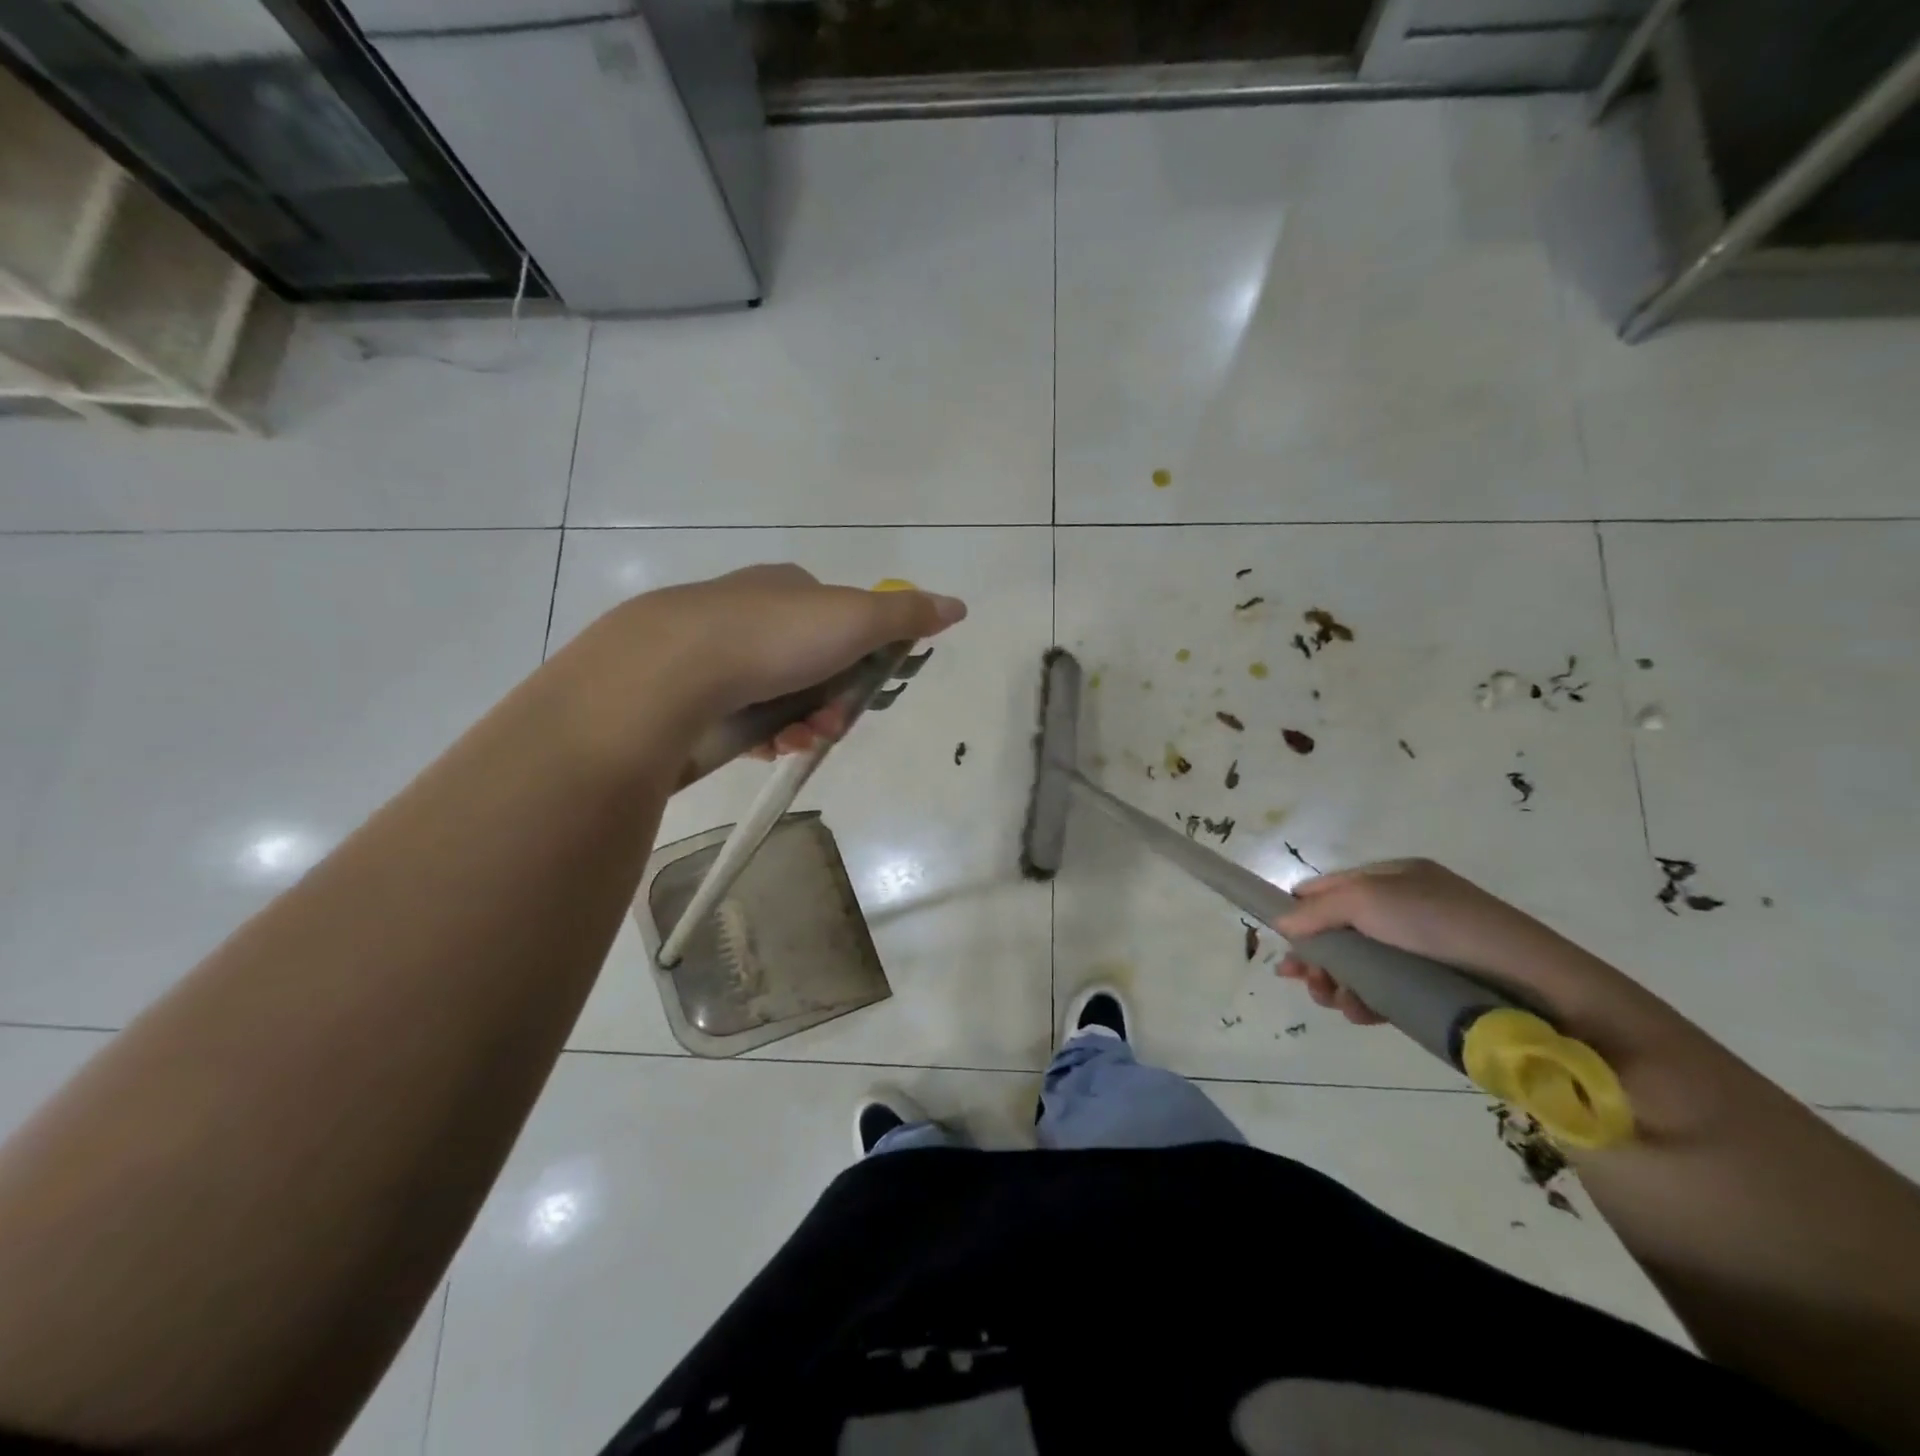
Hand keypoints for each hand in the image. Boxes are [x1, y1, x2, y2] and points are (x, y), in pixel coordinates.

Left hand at [569, 564, 967, 760]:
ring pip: (782, 698)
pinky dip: (767, 737)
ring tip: (797, 741)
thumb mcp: (854, 618)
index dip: (862, 657)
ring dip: (804, 723)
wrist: (668, 674)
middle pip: (813, 665)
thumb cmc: (773, 637)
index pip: (839, 619)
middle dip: (833, 700)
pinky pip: (745, 722)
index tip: (869, 688)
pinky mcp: (691, 697)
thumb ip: (906, 615)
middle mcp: (748, 613)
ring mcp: (715, 656)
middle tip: (831, 723)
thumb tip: (957, 606)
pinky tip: (768, 748)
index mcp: (785, 587)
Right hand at [1273, 858, 1668, 1045]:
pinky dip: (1365, 1003)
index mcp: (1394, 878)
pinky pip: (1384, 993)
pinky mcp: (1434, 991)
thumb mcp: (1371, 899)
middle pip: (1339, 932)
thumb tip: (1281, 921)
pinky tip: (1360, 1013)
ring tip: (1335, 1001)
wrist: (1538, 988)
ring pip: (1358, 967)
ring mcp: (1421, 953)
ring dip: (1335, 983)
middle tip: (1304, 980)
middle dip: (1316, 957)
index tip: (1281, 942)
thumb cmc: (1445, 928)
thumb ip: (1319, 908)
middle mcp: (1405, 911)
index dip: (1301, 912)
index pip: (1330, 890)